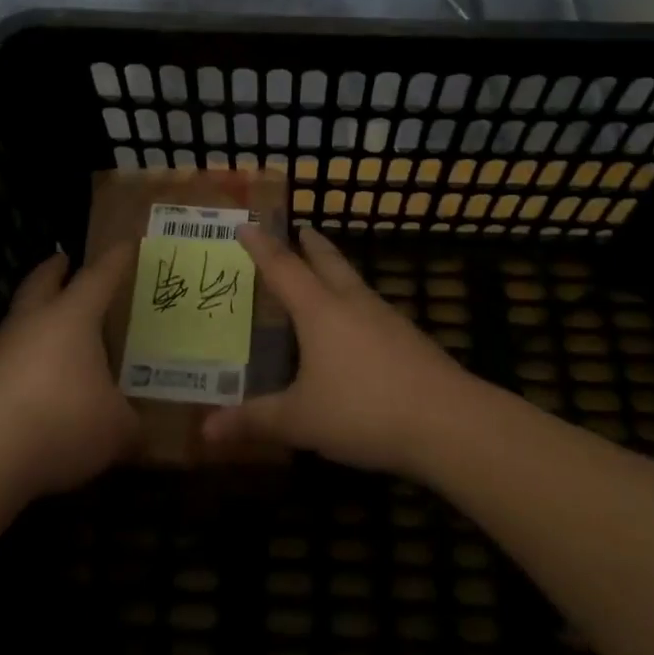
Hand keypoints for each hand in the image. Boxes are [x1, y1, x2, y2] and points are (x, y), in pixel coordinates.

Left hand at [0, 247, 140, 500]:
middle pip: (42, 281)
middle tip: (65, 261)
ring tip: (58, 325)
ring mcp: (2, 351)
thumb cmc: (62, 421)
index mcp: (73, 316)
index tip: (126, 244)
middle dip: (55, 269)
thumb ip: (132, 425)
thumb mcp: (116, 428)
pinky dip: (27, 357)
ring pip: (21, 318)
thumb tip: (141, 433)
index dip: (116, 260)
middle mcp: (35, 322)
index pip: (99, 276)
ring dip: (37, 314)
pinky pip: (10, 357)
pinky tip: (41, 378)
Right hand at [201, 224, 475, 475]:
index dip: (262, 246)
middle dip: (310, 244)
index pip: (283, 268)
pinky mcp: (409, 339)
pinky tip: (357, 326)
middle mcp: (352, 303)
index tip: (247, 223)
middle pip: (328, 261)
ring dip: (336, 270)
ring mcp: (386, 318)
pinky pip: (372, 308)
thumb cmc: (364, 410)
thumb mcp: (301, 420)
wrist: (448, 421)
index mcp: (320, 311)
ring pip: (354, 282)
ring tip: (324, 273)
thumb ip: (255, 421)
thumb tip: (205, 431)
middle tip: (299, 229)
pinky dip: (355, 303)